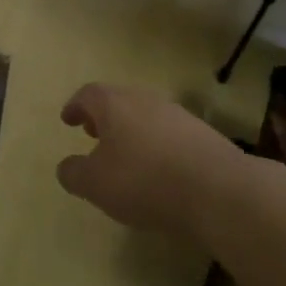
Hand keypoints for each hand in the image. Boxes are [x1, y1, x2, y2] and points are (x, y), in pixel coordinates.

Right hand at [56, 84, 246, 237]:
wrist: (219, 191)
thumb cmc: (144, 181)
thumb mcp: (95, 184)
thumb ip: (74, 173)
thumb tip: (66, 166)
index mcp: (114, 104)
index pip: (88, 94)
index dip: (75, 106)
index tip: (68, 120)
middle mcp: (145, 100)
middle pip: (119, 101)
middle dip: (104, 117)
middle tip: (93, 134)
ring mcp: (178, 115)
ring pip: (146, 116)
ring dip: (131, 131)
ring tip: (125, 156)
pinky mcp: (204, 135)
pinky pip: (170, 134)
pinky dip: (156, 146)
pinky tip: (158, 171)